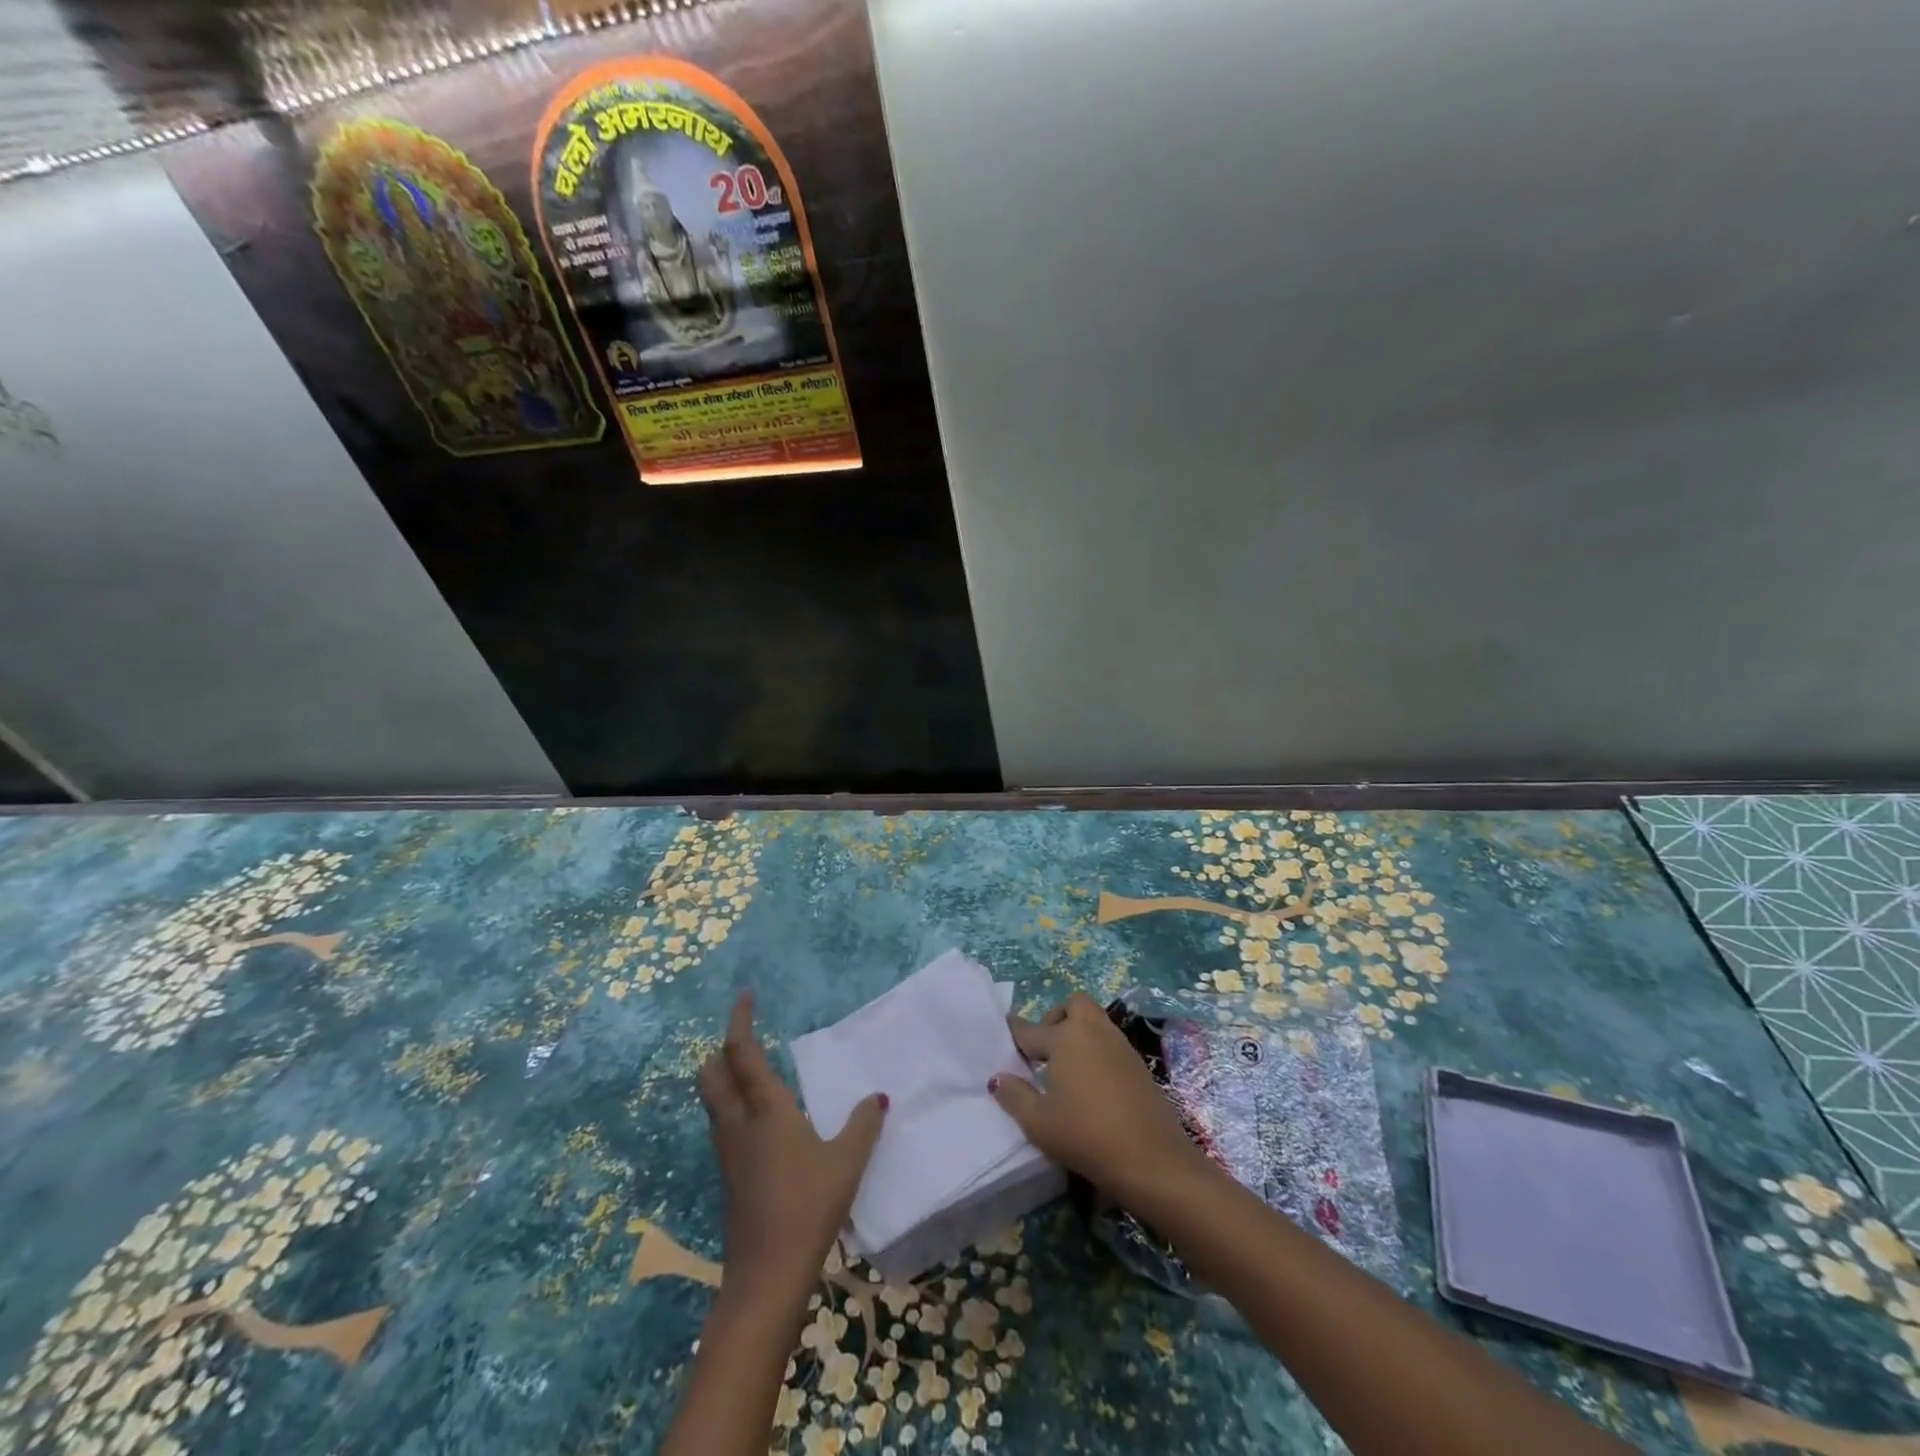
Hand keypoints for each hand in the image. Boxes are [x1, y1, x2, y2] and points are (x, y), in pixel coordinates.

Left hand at [698, 992, 887, 1303]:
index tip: (744, 996)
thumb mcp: (847, 1161)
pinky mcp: (728, 1176)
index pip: (741, 1052)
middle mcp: (738, 1123)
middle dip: (723, 1050)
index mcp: (765, 1109)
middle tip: (747, 1038)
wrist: (767, 1274)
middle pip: (712, 1074)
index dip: (739, 1020)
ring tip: (754, 1074)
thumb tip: (877, 1097)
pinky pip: (722, 1126)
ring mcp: (727, 1152)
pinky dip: (733, 1108)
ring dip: (724, 1078)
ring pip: (713, 1101)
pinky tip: (761, 1122)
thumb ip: (863, 1125)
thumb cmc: (809, 1205)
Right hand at [990, 992, 1209, 1208]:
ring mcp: (1120, 1045)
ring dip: (1079, 1032)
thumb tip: (998, 1077)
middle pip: (1073, 1005)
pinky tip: (1092, 1083)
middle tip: (1046, 1050)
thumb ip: (1014, 1096)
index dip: (1014, 1032)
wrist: (1152, 1160)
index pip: (1031, 1030)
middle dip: (1057, 1018)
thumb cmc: (1086, 1136)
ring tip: (1067, 1068)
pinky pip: (1111, 1042)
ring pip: (1095, 1020)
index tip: (1004, 1029)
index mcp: (1066, 1038)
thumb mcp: (1039, 1123)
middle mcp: (1093, 1031)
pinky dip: (1097, 1049)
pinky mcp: (1138, 1064)